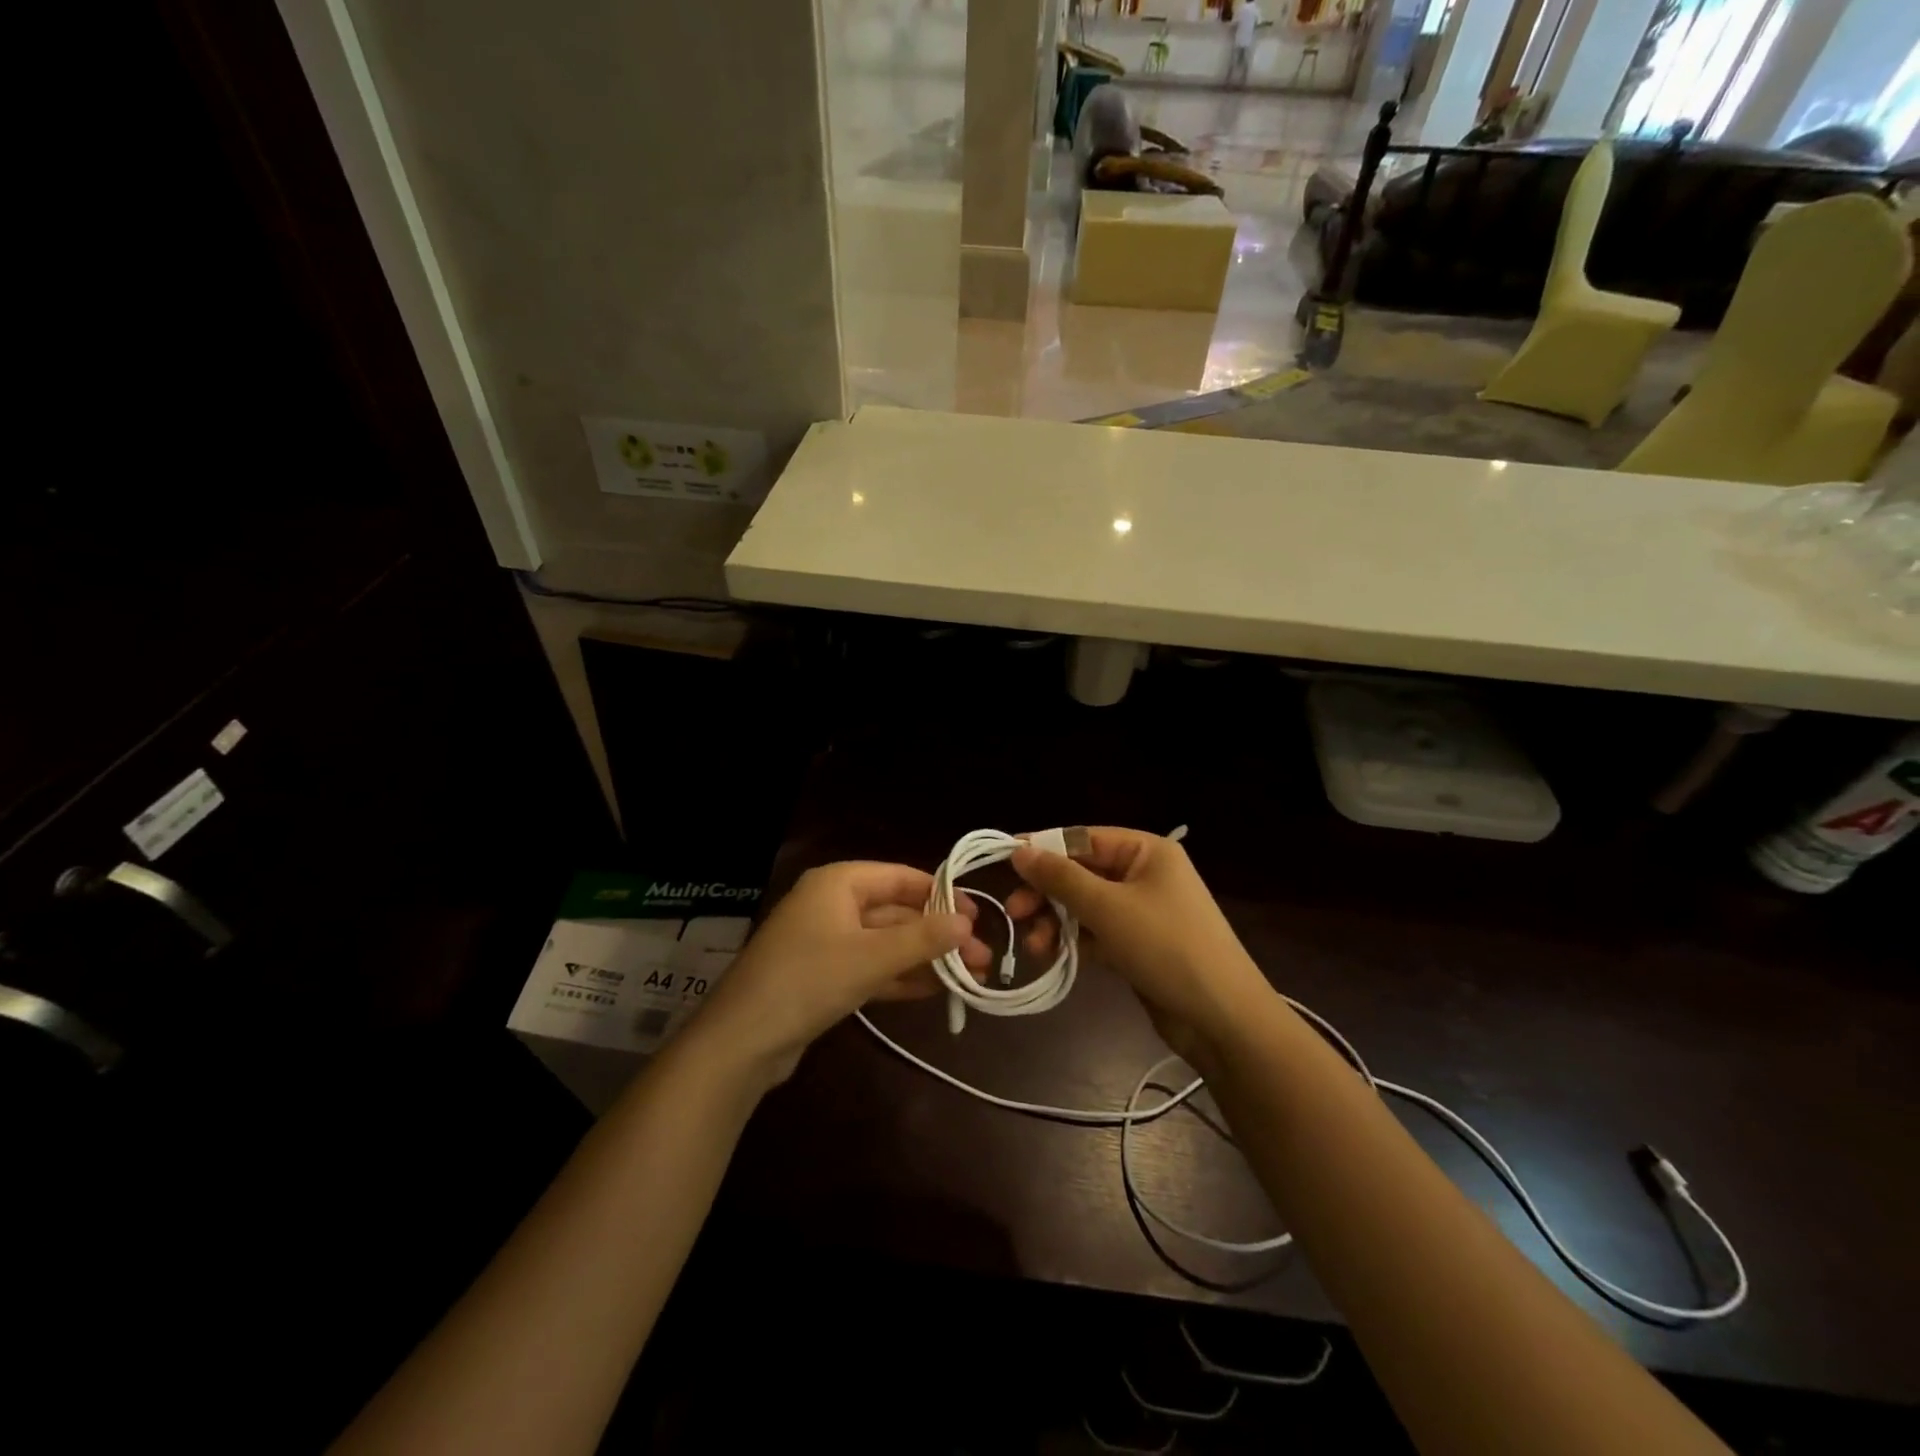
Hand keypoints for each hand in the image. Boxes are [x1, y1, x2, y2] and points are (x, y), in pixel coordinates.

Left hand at [692, 862, 994, 1087]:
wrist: (741, 1041)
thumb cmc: (808, 980)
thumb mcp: (870, 958)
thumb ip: (922, 939)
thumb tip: (968, 922)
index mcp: (839, 882)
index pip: (902, 877)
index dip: (942, 895)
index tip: (978, 917)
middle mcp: (833, 904)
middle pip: (897, 911)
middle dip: (938, 934)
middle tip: (982, 958)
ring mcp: (827, 941)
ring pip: (887, 942)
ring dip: (925, 958)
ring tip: (970, 977)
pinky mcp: (825, 975)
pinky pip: (872, 967)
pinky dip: (901, 976)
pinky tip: (935, 990)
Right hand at [1007, 828, 1269, 1064]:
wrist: (1222, 1018)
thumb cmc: (1167, 947)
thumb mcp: (1108, 908)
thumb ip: (1060, 878)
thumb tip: (1018, 850)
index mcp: (1146, 851)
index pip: (1083, 838)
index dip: (1042, 848)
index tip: (1003, 862)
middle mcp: (1143, 874)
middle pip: (1081, 873)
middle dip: (1047, 893)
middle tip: (1014, 912)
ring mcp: (1141, 912)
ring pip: (1084, 905)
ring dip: (1056, 921)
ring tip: (1035, 946)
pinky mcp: (1137, 945)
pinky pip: (1095, 932)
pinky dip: (1073, 941)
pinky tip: (1051, 957)